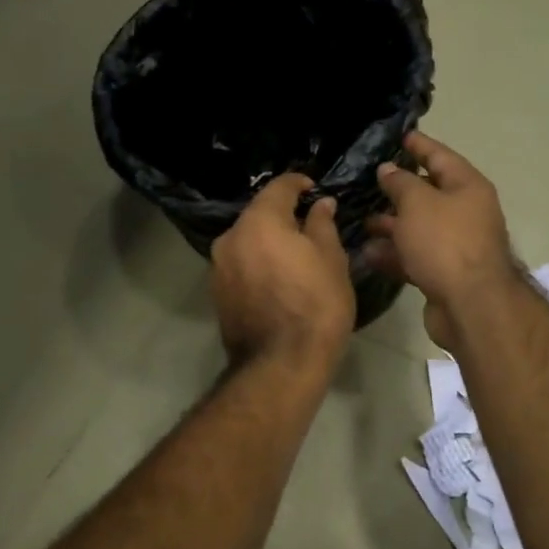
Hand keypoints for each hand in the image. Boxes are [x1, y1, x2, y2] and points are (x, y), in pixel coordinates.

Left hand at [210, 175, 354, 373]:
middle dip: (283, 216)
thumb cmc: (316, 306)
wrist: (280, 365)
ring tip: (296, 256)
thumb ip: (322, 224)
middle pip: (259, 214)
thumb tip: (320, 204)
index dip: (299, 183)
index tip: (315, 189)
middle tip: (311, 227)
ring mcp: (219, 266)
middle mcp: (231, 237)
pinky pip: (241, 264)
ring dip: (269, 241)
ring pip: (248, 241)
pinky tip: (279, 280)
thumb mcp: (331, 259)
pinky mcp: (217, 293)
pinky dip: (259, 263)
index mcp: (259, 221)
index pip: (278, 187)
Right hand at [367, 133, 519, 348]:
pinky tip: (368, 253)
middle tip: (371, 180)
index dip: (420, 145)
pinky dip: (395, 254)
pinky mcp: (445, 274)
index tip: (400, 136)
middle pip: (430, 194)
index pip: (440, 156)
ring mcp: (457, 246)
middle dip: (400, 189)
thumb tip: (388, 169)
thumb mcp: (417, 203)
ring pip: (420, 228)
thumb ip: (399, 183)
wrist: (471, 305)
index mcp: (468, 187)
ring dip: (392, 224)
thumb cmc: (445, 242)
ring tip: (363, 220)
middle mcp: (466, 213)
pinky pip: (416, 256)